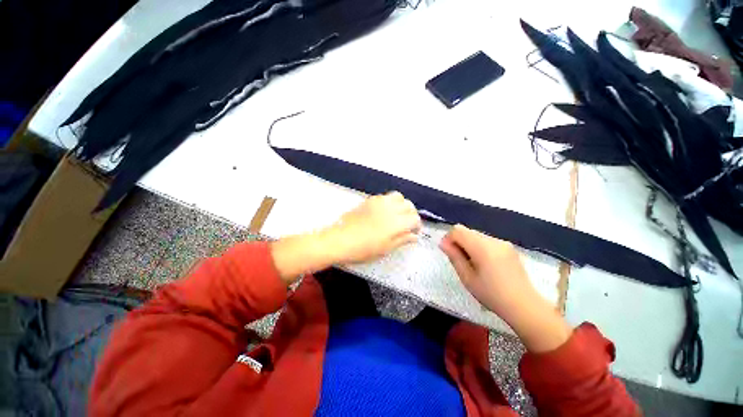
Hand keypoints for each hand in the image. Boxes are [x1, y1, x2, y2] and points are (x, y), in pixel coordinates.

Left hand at [325, 191, 421, 263]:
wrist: (340, 240)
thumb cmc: (363, 249)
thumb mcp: (385, 248)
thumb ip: (402, 240)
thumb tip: (413, 236)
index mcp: (396, 223)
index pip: (414, 218)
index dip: (417, 225)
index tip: (414, 232)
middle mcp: (390, 209)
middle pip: (409, 205)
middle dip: (412, 214)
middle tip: (407, 224)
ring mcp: (379, 202)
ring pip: (399, 197)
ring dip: (402, 205)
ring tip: (398, 214)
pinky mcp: (370, 200)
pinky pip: (386, 196)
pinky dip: (391, 202)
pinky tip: (385, 211)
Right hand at [440, 224, 570, 352]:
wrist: (525, 306)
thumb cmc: (492, 295)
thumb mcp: (467, 278)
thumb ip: (454, 257)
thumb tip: (443, 243)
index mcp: (482, 247)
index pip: (458, 230)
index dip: (449, 238)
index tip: (448, 252)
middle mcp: (493, 240)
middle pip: (467, 231)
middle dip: (459, 242)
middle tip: (459, 261)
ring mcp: (503, 243)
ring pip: (477, 236)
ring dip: (469, 245)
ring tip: (473, 264)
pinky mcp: (509, 248)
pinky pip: (487, 241)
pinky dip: (480, 248)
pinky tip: (485, 265)